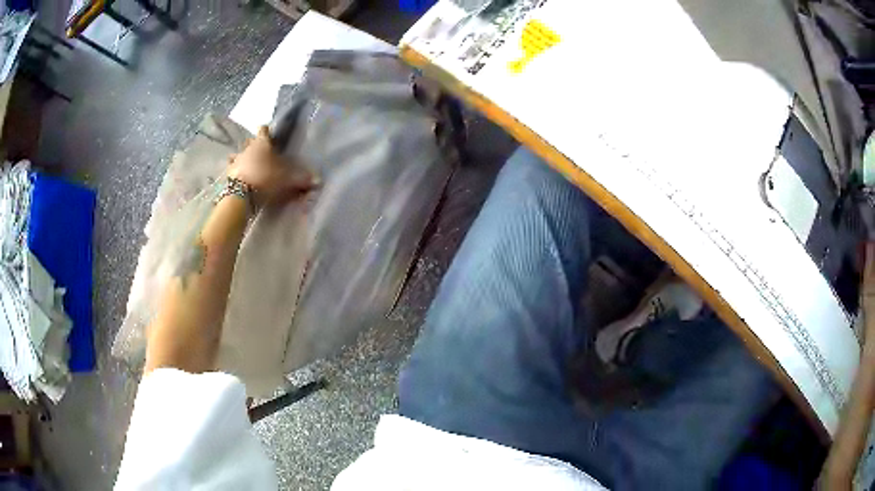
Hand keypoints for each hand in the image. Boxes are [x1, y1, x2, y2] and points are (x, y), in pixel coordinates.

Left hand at [228, 126, 315, 206]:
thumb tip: (319, 180)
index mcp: (262, 143)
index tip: (270, 134)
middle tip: (262, 153)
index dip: (267, 131)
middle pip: (250, 141)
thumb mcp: (287, 179)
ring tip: (249, 165)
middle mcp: (247, 148)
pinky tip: (238, 176)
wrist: (241, 194)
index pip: (263, 129)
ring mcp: (236, 160)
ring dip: (243, 158)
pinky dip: (236, 171)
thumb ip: (302, 179)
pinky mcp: (228, 174)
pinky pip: (232, 169)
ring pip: (239, 154)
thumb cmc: (265, 178)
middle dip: (255, 145)